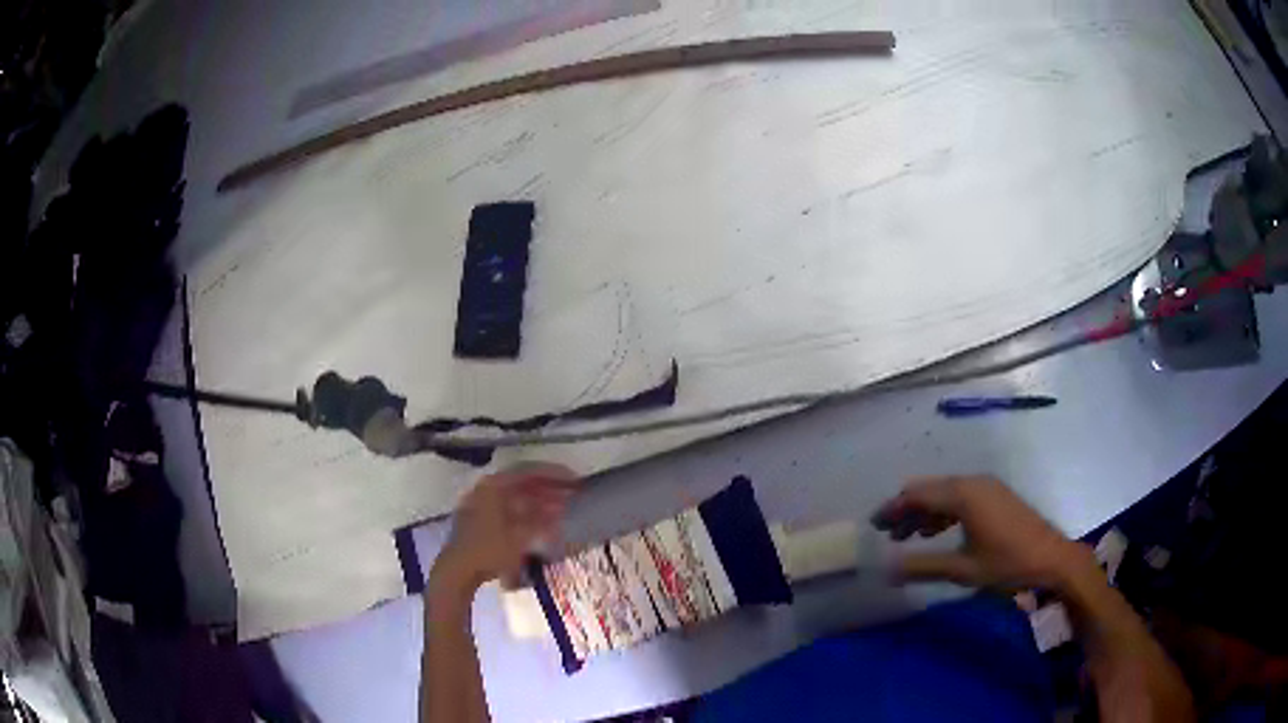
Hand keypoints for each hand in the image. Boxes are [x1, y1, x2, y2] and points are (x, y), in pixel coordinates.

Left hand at [431, 463, 578, 596]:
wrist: (459, 570)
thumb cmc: (489, 551)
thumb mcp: (520, 537)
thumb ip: (541, 520)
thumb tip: (559, 509)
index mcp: (494, 486)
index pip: (529, 471)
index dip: (554, 474)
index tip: (575, 479)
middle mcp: (486, 488)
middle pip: (523, 482)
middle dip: (549, 487)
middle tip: (572, 492)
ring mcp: (481, 502)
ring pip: (517, 496)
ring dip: (539, 500)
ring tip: (562, 507)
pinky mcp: (480, 517)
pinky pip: (509, 508)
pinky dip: (527, 512)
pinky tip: (542, 522)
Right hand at [872, 475, 1095, 591]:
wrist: (1052, 558)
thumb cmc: (1007, 564)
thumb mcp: (962, 569)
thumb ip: (923, 566)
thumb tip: (886, 569)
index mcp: (964, 495)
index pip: (918, 494)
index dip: (893, 508)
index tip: (874, 525)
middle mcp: (974, 482)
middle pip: (930, 489)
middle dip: (907, 509)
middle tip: (888, 533)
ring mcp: (988, 487)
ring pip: (945, 492)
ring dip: (925, 511)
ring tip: (909, 537)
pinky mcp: (996, 495)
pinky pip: (961, 496)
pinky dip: (943, 511)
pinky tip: (938, 532)